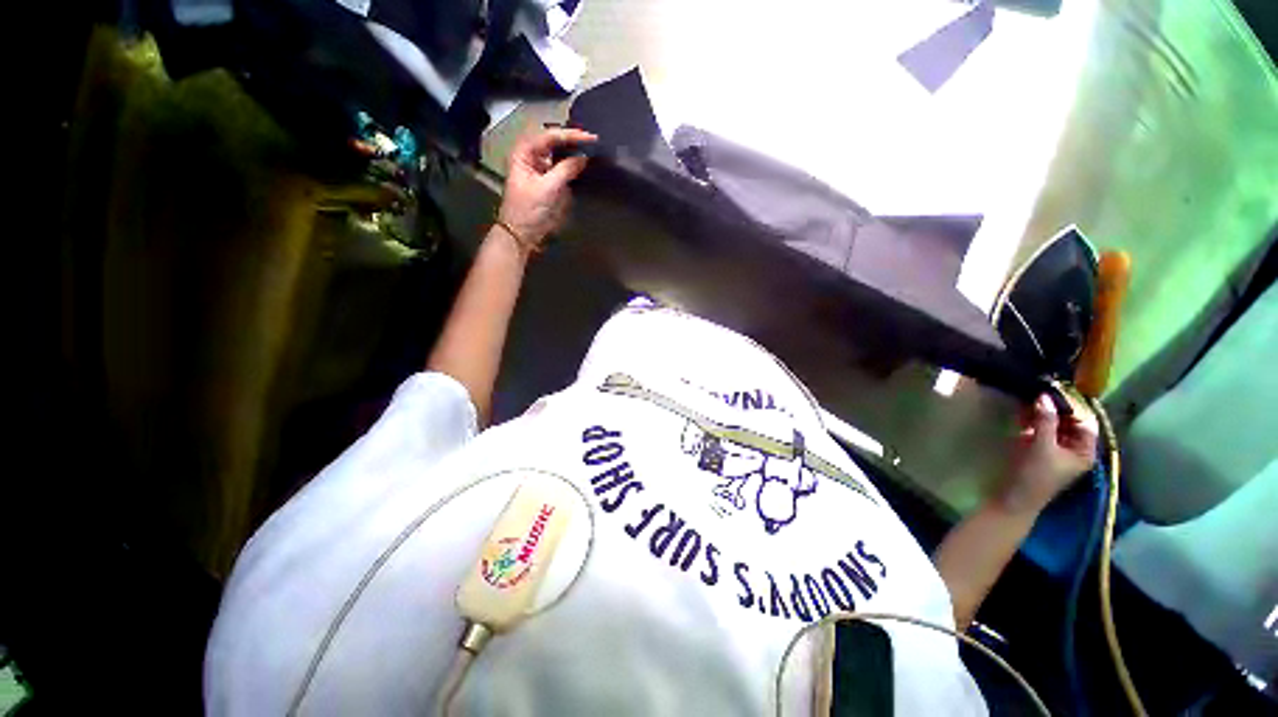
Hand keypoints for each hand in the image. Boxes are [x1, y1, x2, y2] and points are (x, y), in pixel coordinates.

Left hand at [497, 127, 596, 249]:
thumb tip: (584, 158)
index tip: (591, 138)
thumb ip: (566, 170)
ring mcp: (539, 170)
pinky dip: (571, 166)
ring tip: (591, 150)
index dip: (571, 135)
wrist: (522, 235)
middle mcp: (531, 157)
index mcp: (524, 153)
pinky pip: (560, 169)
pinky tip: (583, 165)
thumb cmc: (529, 210)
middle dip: (572, 140)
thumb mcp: (548, 188)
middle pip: (553, 142)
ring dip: (573, 152)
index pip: (550, 136)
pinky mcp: (546, 183)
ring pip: (558, 154)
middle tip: (593, 141)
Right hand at [1001, 393, 1099, 511]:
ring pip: (1052, 424)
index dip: (1073, 406)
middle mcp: (1074, 448)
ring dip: (1041, 413)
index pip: (1085, 421)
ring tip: (1028, 400)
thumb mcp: (1042, 447)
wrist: (1014, 498)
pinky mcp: (1038, 450)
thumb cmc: (1036, 475)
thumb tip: (1044, 396)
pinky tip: (1022, 414)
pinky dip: (1032, 421)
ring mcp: (1055, 449)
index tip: (1056, 391)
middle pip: (1068, 421)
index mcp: (1085, 450)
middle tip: (1039, 392)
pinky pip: (1039, 430)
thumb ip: (1045, 421)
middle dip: (1054, 408)